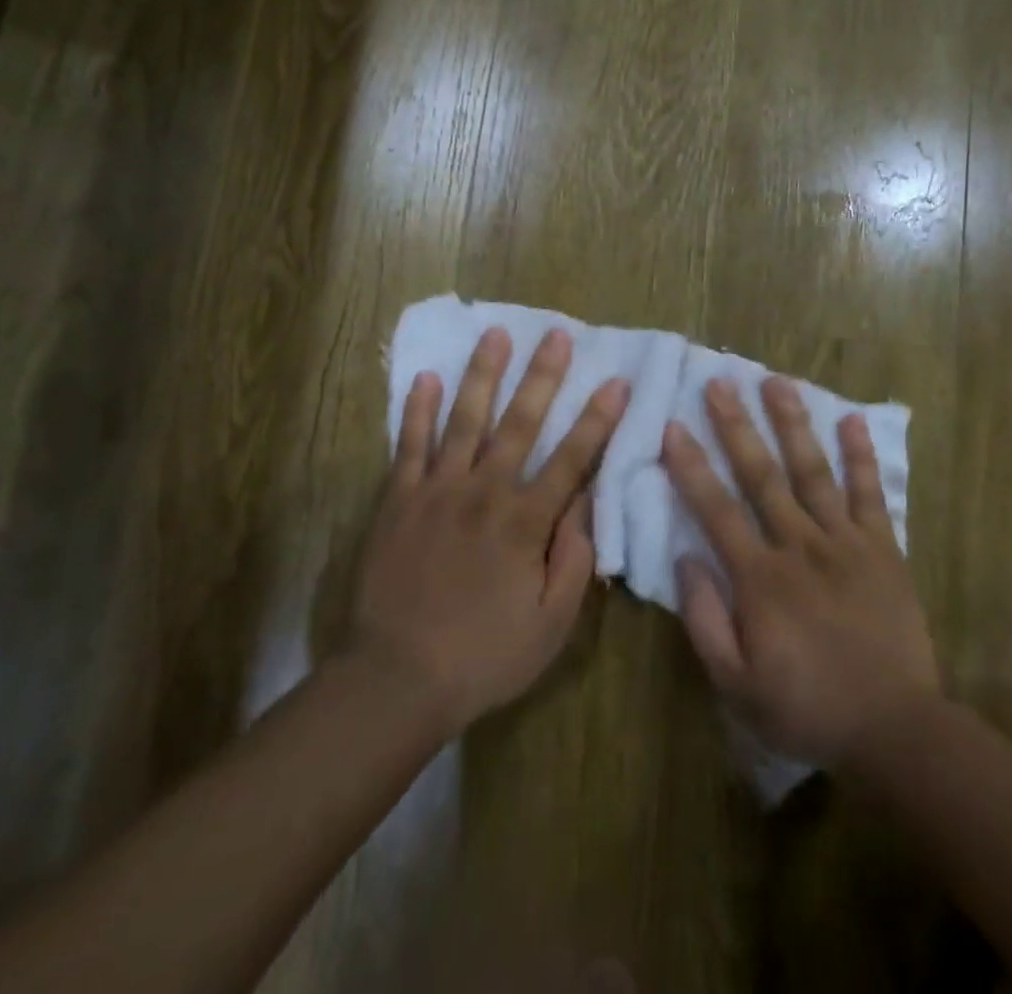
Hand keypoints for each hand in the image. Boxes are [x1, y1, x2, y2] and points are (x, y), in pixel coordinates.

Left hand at [346, 326, 629, 736]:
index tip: (616, 381)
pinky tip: (426, 377)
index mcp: (525, 521)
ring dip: (483, 374)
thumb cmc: (483, 656)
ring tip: (495, 335)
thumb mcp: (550, 625)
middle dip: (543, 376)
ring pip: (465, 420)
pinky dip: (418, 410)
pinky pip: (409, 445)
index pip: (571, 458)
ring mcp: (437, 490)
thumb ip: (573, 560)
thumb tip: (586, 502)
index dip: (597, 419)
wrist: (395, 677)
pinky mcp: (398, 499)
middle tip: (556, 333)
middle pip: (520, 423)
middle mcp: (484, 492)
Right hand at [662, 377, 939, 767]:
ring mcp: (845, 541)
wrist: (894, 728)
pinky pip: (869, 493)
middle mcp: (800, 545)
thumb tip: (685, 559)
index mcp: (760, 577)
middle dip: (736, 426)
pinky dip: (860, 455)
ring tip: (776, 382)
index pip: (716, 509)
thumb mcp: (737, 684)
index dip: (691, 466)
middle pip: (761, 475)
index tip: (673, 426)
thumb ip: (705, 620)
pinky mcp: (882, 548)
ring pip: (812, 471)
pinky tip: (850, 419)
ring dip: (792, 424)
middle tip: (719, 382)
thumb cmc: (806, 707)